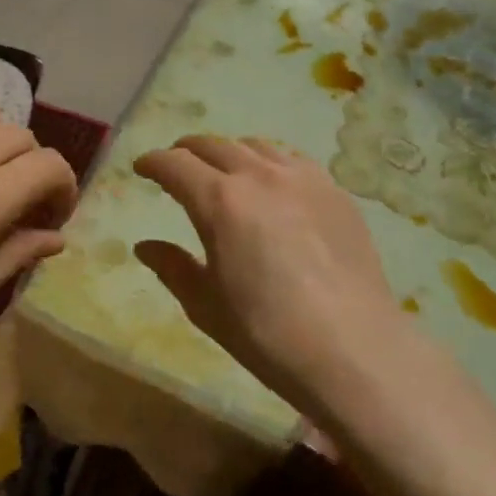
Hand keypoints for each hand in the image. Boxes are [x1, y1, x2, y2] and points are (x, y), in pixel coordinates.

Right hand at [134, 135, 414, 419]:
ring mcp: (302, 179)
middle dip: (186, 151)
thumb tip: (145, 246)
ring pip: (255, 146)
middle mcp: (259, 176)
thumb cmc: (267, 333)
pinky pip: (292, 160)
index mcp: (219, 201)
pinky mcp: (335, 192)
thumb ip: (172, 267)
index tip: (142, 168)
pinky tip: (272, 183)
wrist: (353, 349)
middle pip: (213, 145)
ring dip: (229, 152)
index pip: (174, 165)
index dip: (153, 163)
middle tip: (176, 165)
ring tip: (222, 169)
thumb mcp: (206, 305)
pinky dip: (269, 162)